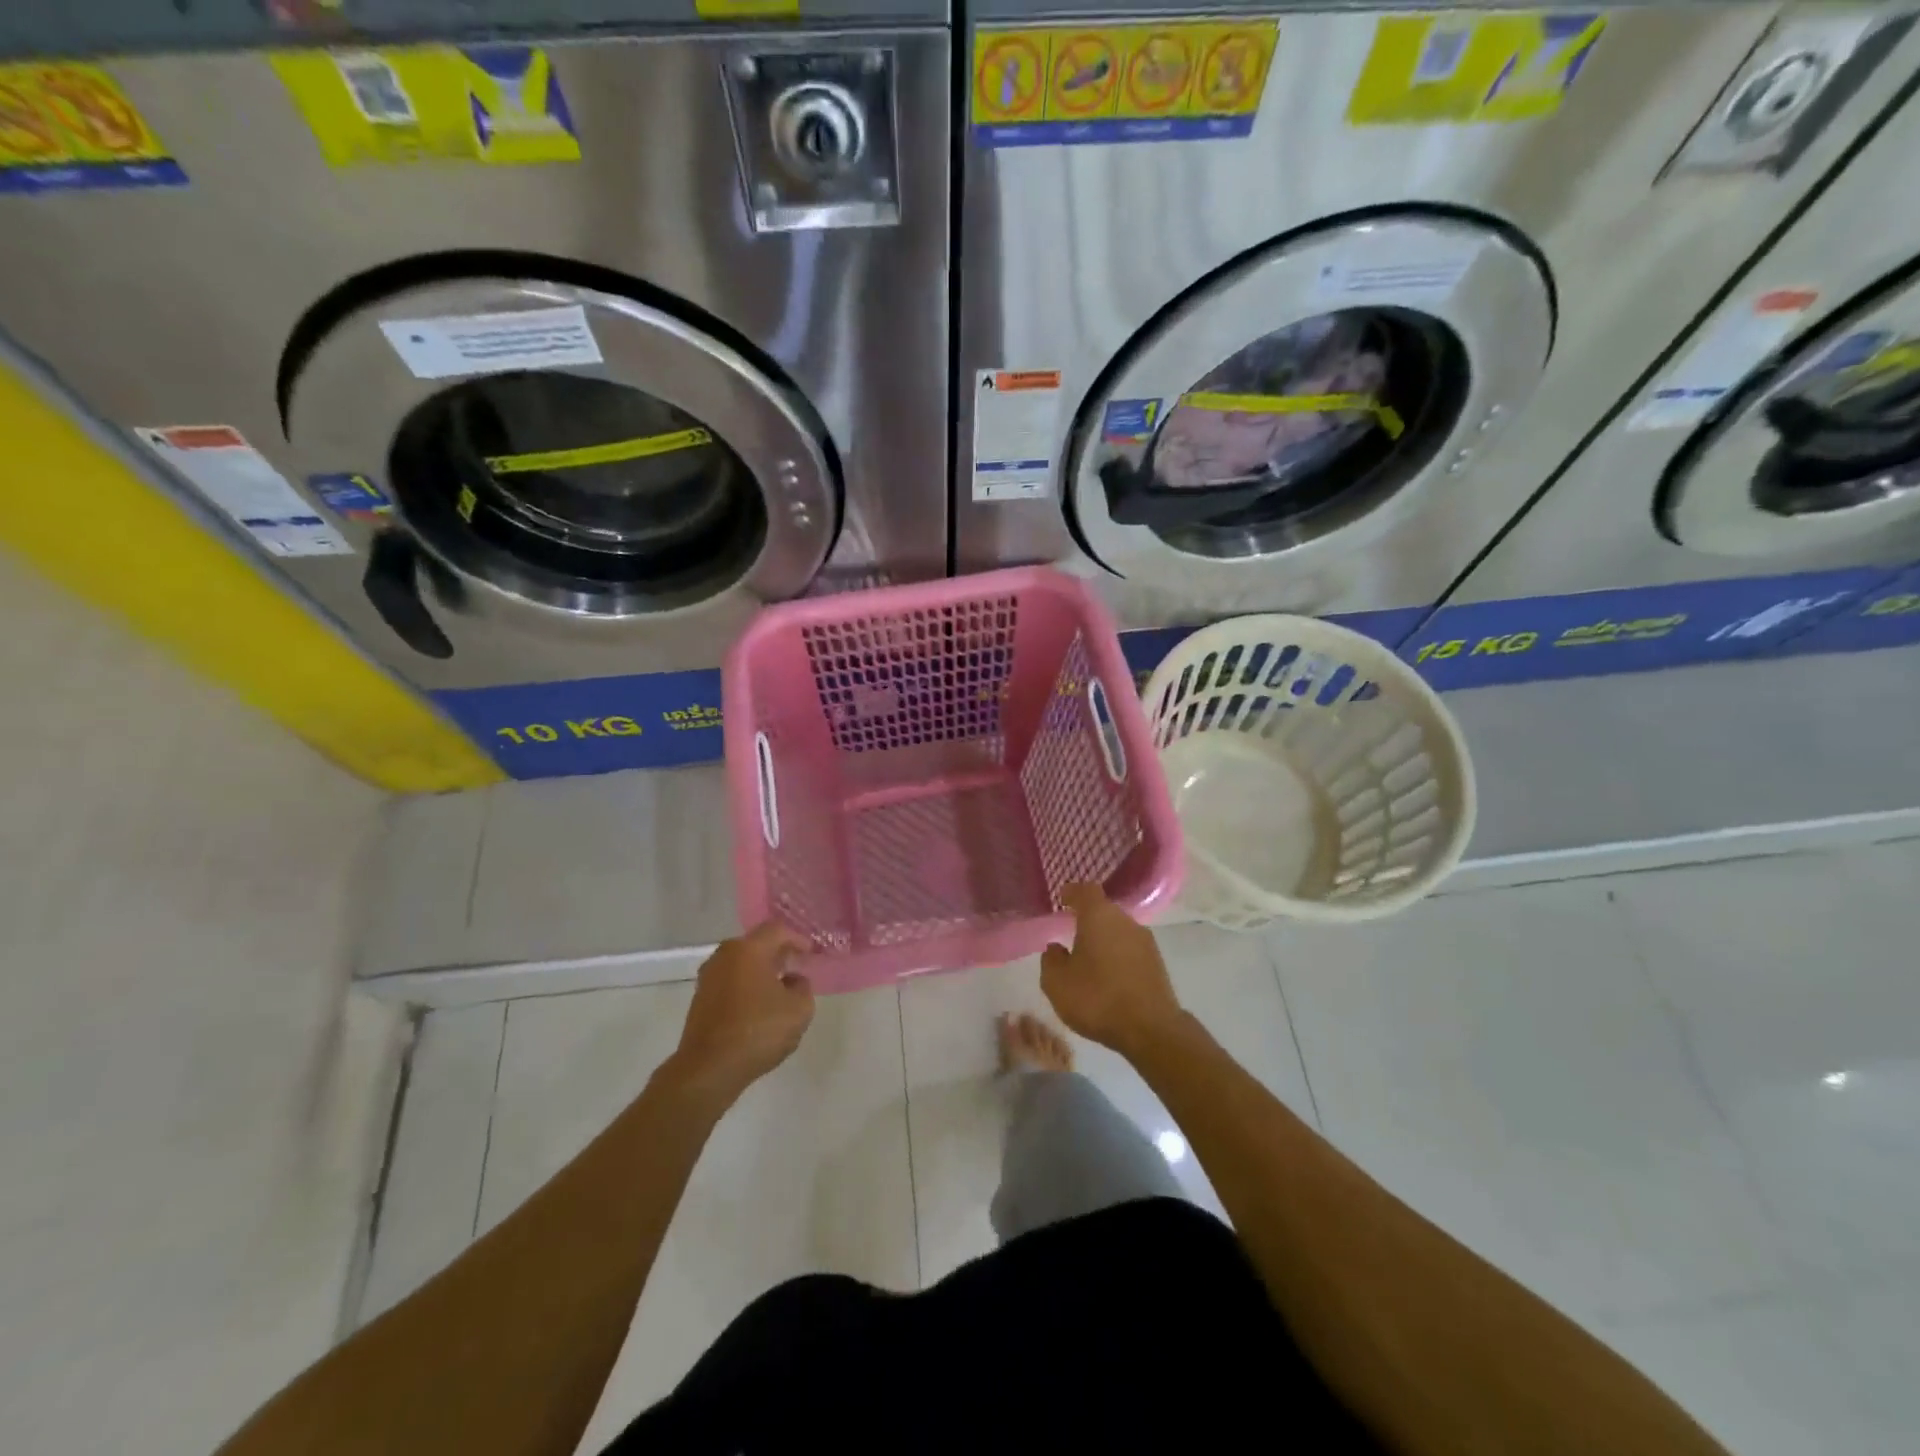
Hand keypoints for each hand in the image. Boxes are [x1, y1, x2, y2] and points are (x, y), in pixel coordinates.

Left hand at [665, 922, 814, 1101]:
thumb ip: (803, 987)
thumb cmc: (758, 1031)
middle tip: (795, 966)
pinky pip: (729, 982)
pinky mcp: (700, 1000)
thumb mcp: (799, 1010)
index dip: (797, 939)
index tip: (810, 953)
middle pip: (756, 944)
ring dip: (760, 971)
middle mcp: (724, 956)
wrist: (708, 1069)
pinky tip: (757, 1006)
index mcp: (749, 949)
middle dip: (777, 953)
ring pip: (740, 964)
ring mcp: (708, 978)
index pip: (777, 930)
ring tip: (778, 988)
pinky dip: (745, 987)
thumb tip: (792, 980)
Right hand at [1040, 883, 1183, 1059]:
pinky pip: (1130, 949)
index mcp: (1098, 916)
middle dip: (1087, 918)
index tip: (1062, 898)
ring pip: (1119, 930)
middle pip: (1104, 910)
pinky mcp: (1157, 962)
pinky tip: (1108, 974)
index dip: (1072, 892)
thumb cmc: (1097, 998)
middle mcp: (1125, 921)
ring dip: (1104, 939)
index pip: (1085, 890)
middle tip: (1071, 932)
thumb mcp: (1057, 983)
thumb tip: (1056, 948)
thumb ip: (1051, 960)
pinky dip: (1118, 955)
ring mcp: (1145, 941)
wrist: (1151, 1029)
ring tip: (1089, 958)